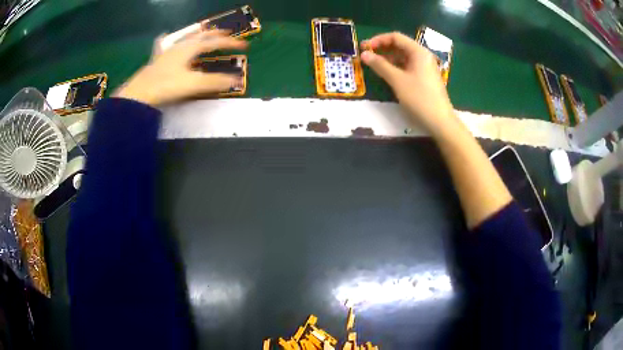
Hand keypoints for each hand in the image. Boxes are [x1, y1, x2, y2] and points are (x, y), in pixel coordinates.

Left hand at [114, 30, 246, 106]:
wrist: (138, 95)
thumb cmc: (166, 87)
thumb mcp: (193, 84)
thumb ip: (214, 82)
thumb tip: (236, 80)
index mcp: (190, 49)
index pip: (214, 42)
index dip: (230, 43)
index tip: (244, 45)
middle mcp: (179, 46)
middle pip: (201, 36)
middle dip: (215, 34)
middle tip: (226, 33)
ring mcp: (167, 52)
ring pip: (185, 38)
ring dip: (197, 35)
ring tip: (202, 32)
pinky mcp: (157, 60)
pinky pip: (164, 45)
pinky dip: (168, 40)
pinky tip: (164, 37)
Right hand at [361, 32, 455, 133]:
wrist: (440, 121)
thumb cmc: (419, 98)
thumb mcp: (397, 80)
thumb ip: (380, 65)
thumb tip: (364, 54)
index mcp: (418, 52)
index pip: (396, 37)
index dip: (378, 40)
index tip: (365, 48)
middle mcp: (423, 56)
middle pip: (400, 46)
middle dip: (382, 49)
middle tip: (367, 56)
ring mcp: (425, 67)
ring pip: (403, 57)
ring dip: (388, 59)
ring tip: (374, 66)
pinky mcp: (425, 78)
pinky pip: (408, 67)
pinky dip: (396, 68)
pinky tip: (387, 75)